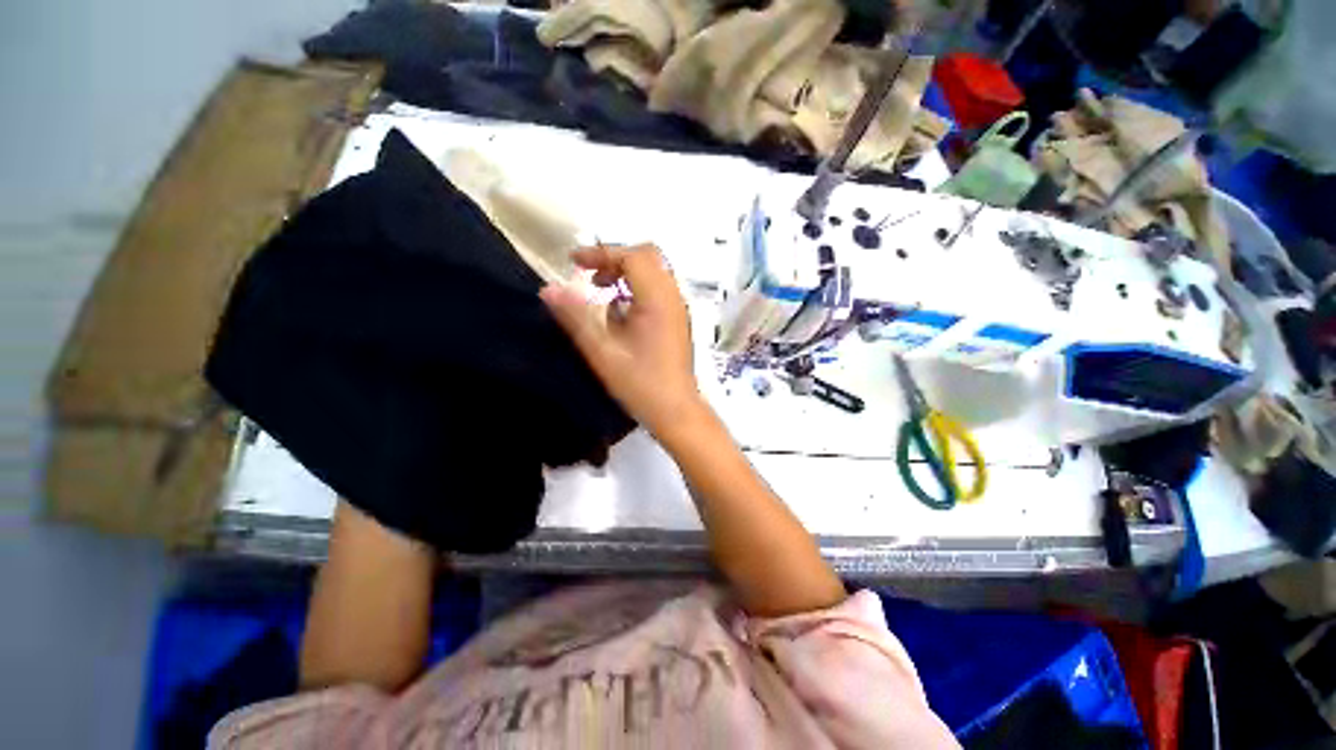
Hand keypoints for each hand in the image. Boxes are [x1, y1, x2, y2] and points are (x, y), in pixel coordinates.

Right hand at [540, 244, 704, 438]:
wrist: (676, 411)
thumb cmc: (641, 383)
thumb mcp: (603, 352)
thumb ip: (576, 318)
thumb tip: (549, 289)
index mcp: (657, 299)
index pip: (632, 257)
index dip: (601, 253)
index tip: (573, 263)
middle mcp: (673, 297)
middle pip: (647, 257)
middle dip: (615, 260)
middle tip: (590, 276)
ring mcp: (679, 308)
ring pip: (654, 273)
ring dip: (626, 274)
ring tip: (602, 294)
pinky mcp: (678, 320)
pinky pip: (658, 290)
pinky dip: (637, 289)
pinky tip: (621, 315)